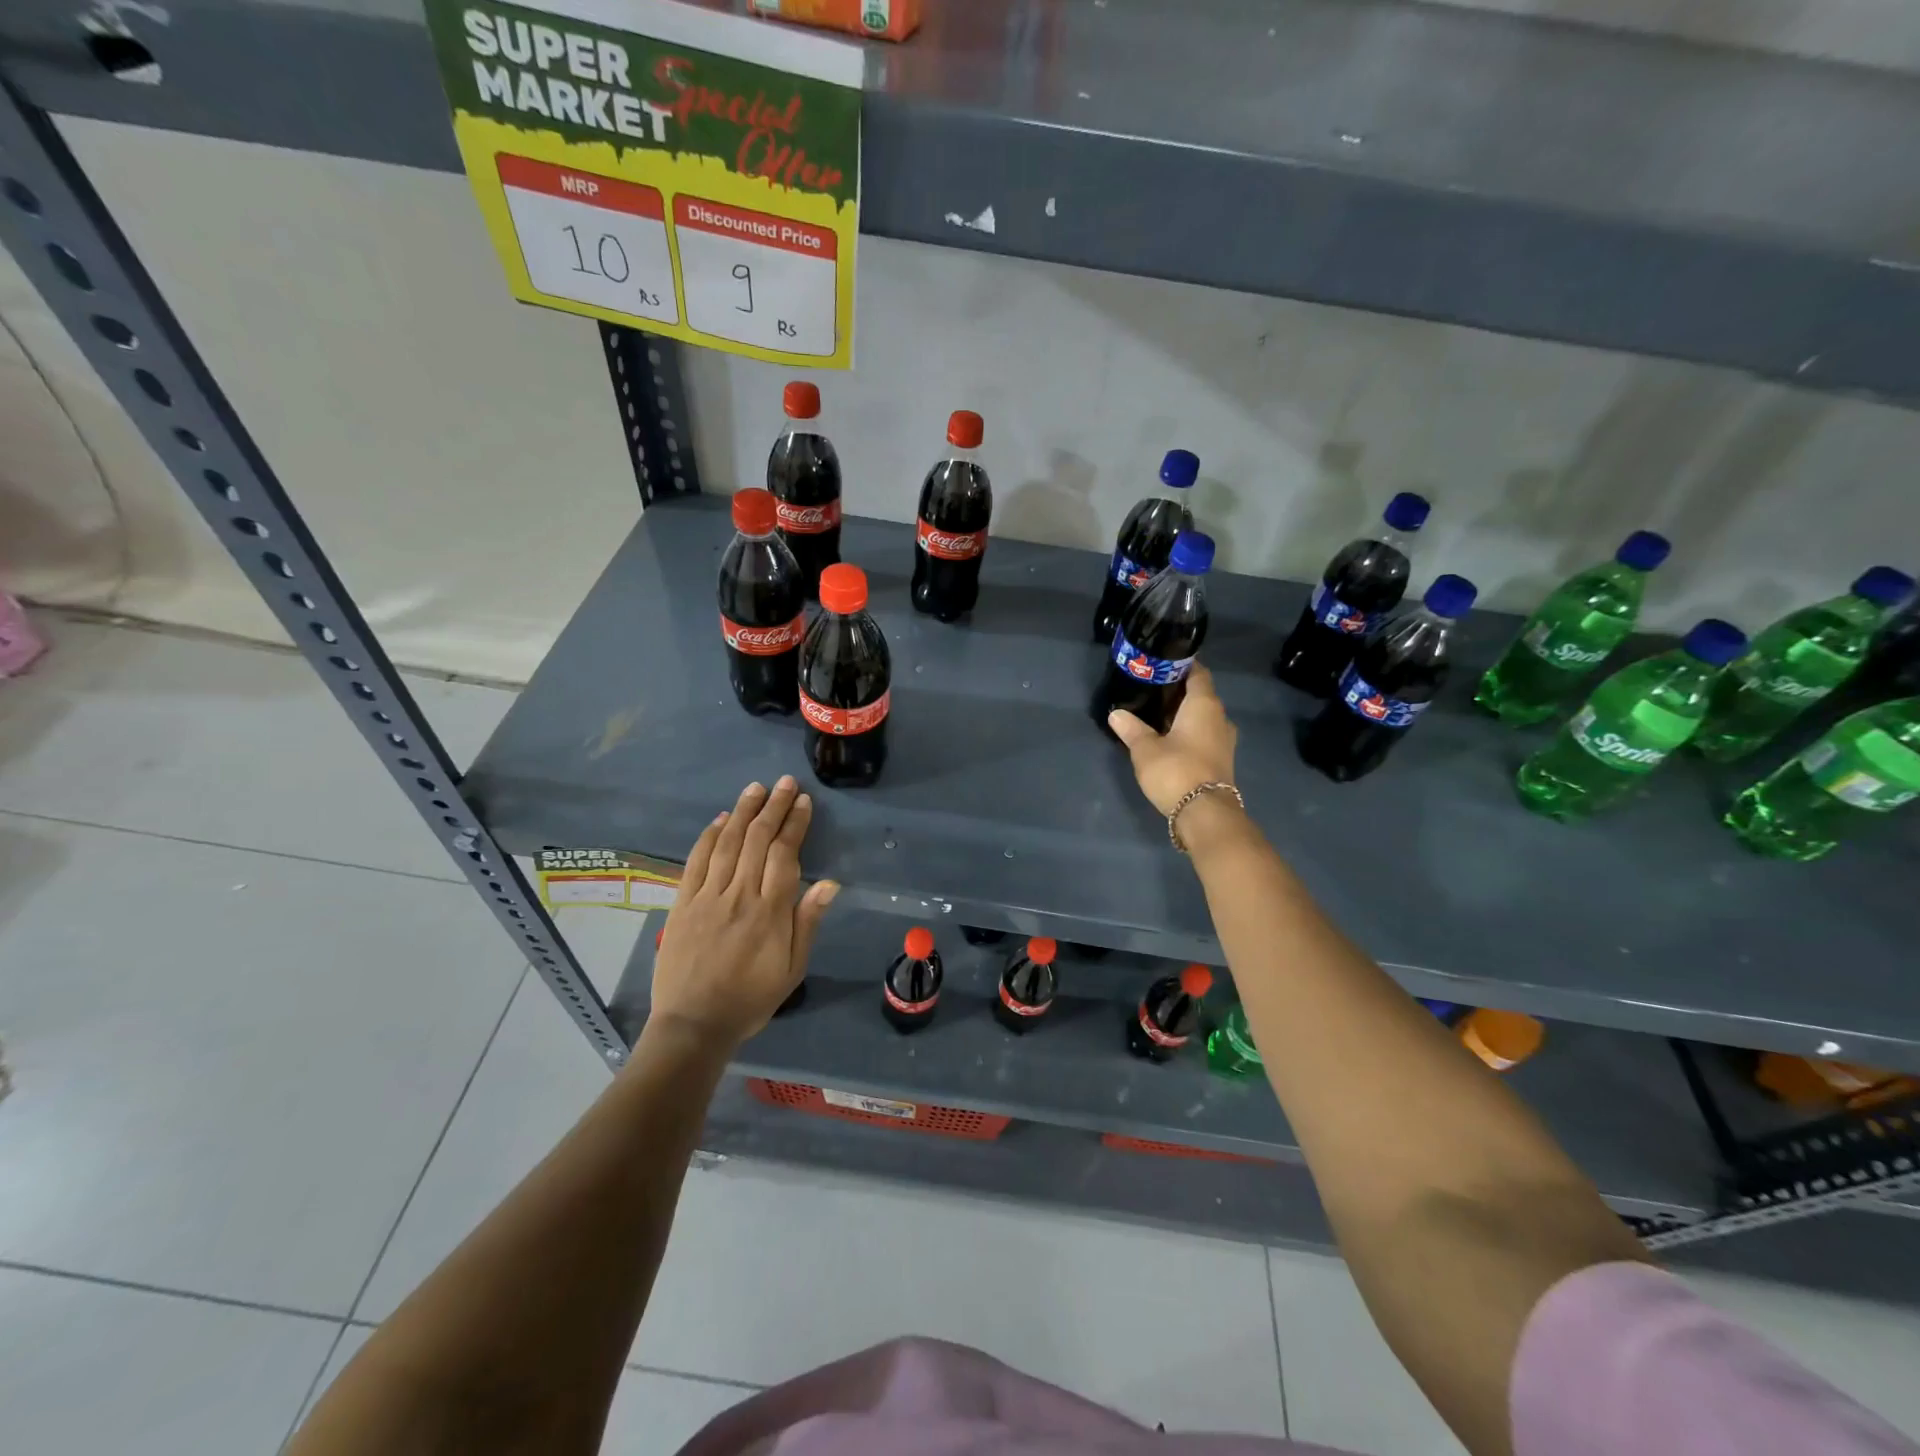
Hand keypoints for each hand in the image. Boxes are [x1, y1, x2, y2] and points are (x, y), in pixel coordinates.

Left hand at [649, 777, 837, 1049]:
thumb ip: (807, 922)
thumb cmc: (751, 999)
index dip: (795, 824)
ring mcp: (707, 896)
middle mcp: (739, 895)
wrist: (694, 1024)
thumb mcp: (792, 969)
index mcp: (770, 911)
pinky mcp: (682, 903)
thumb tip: (829, 883)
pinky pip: (696, 860)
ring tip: (757, 788)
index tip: (804, 802)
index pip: (785, 854)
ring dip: (744, 811)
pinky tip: (721, 818)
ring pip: (728, 843)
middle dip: (774, 807)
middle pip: (757, 840)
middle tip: (786, 783)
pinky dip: (709, 836)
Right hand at [1107, 662, 1238, 814]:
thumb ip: (1131, 729)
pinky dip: (1189, 732)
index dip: (1181, 665)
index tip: (1162, 663)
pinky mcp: (1221, 759)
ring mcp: (1224, 740)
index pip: (1198, 673)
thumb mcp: (1145, 749)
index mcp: (1204, 705)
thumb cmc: (1176, 770)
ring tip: (1156, 715)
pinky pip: (1204, 735)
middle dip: (1178, 691)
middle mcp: (1220, 717)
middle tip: (1150, 690)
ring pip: (1203, 717)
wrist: (1205, 813)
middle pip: (1200, 695)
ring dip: (1183, 714)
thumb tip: (1116, 713)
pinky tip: (1169, 738)